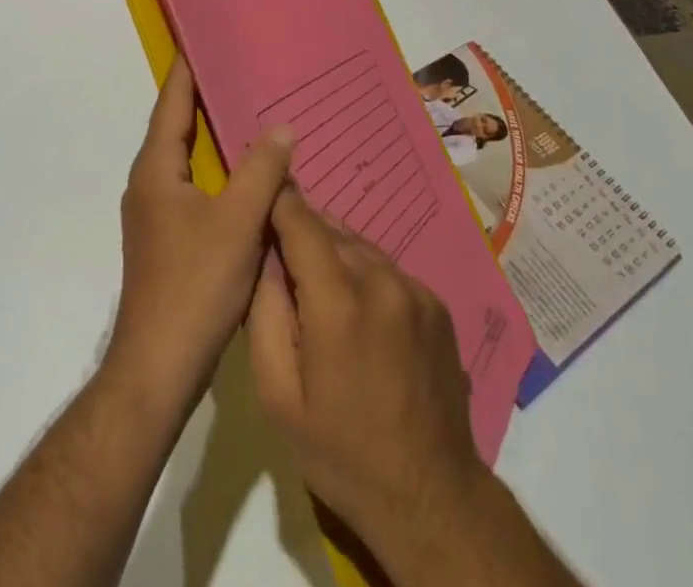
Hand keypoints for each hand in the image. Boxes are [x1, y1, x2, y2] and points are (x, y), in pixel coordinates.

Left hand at [105, 55, 294, 419]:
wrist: (158, 369)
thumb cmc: (194, 286)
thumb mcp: (237, 223)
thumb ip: (261, 171)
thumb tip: (282, 126)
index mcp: (156, 169)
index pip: (172, 102)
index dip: (188, 68)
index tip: (206, 36)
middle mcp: (150, 183)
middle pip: (178, 126)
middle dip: (208, 97)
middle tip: (246, 70)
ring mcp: (156, 214)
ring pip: (189, 160)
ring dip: (215, 136)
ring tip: (255, 113)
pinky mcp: (169, 239)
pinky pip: (196, 188)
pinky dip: (220, 171)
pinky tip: (251, 176)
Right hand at [247, 191, 491, 553]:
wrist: (430, 495)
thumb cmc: (340, 451)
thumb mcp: (277, 394)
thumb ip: (263, 312)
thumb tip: (264, 255)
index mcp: (338, 300)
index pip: (300, 219)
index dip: (276, 201)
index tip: (258, 196)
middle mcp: (380, 278)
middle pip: (329, 229)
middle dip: (301, 233)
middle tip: (279, 254)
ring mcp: (414, 287)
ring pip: (358, 245)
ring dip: (333, 252)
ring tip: (316, 286)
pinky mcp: (435, 301)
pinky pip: (386, 268)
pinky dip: (363, 273)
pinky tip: (357, 311)